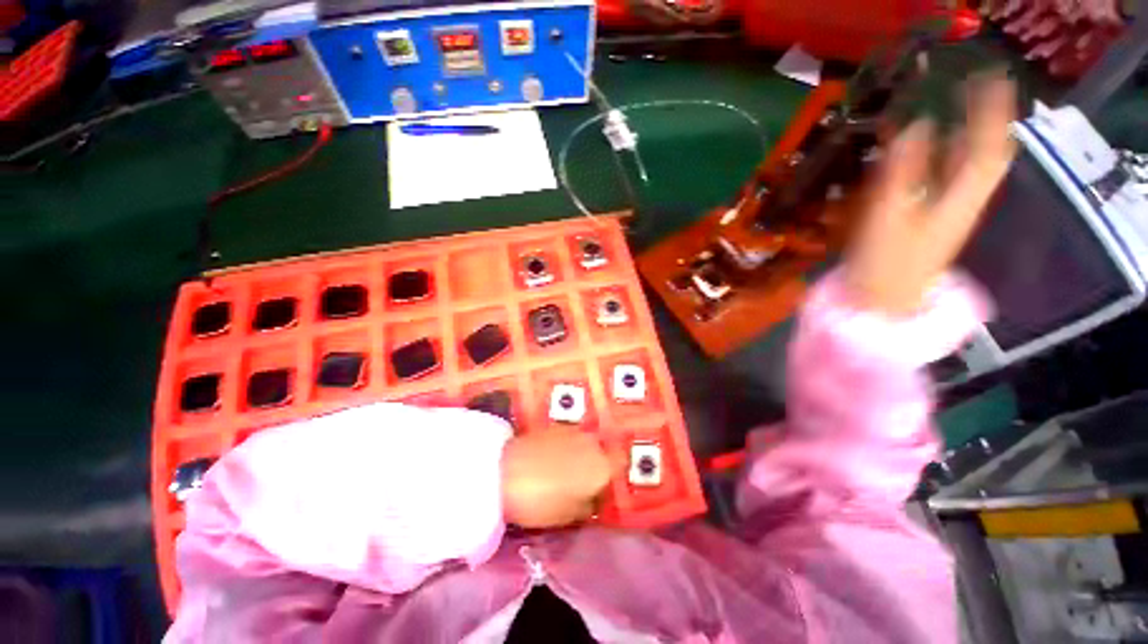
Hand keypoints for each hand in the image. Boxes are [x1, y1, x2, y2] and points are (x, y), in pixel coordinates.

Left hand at [501, 430, 612, 528]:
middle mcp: (592, 444)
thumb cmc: (540, 500)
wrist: (503, 470)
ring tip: (567, 473)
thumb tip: (592, 498)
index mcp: (601, 467)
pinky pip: (570, 440)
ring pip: (587, 445)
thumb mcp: (568, 515)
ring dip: (582, 457)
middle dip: (597, 467)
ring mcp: (573, 432)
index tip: (603, 493)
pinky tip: (554, 460)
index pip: (619, 469)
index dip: (612, 481)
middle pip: (603, 454)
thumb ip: (587, 506)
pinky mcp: (556, 427)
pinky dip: (568, 449)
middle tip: (585, 484)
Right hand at [845, 73, 1016, 315]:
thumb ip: (903, 170)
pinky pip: (947, 181)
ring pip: (967, 168)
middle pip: (984, 155)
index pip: (988, 147)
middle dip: (985, 121)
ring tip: (958, 111)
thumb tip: (915, 126)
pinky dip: (944, 160)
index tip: (987, 79)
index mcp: (962, 198)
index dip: (991, 112)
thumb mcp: (891, 213)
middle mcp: (964, 200)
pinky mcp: (931, 221)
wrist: (883, 301)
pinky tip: (932, 152)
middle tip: (973, 91)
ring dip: (965, 137)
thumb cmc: (887, 262)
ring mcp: (948, 212)